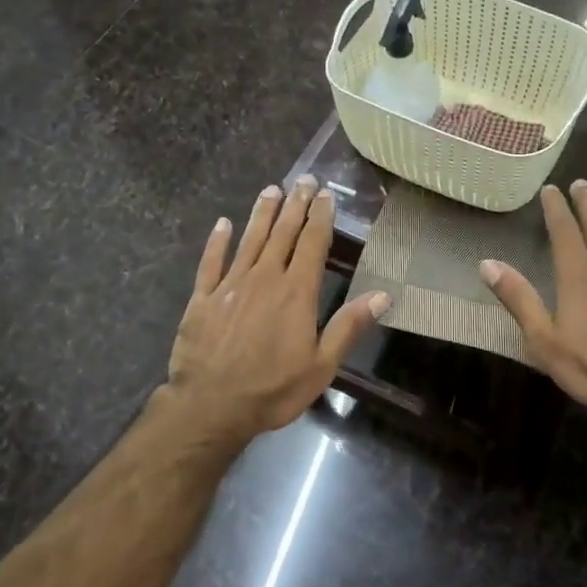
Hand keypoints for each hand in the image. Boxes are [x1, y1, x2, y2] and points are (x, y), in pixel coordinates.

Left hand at [165, 175, 387, 444]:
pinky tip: (223, 224)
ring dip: (262, 213)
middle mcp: (263, 278)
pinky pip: (211, 261)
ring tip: (271, 190)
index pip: (312, 244)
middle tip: (302, 179)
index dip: (320, 217)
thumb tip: (384, 295)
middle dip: (294, 205)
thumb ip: (349, 326)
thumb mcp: (321, 365)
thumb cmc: (273, 389)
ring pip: (249, 239)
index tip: (325, 195)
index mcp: (296, 292)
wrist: (211, 406)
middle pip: (282, 233)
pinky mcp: (202, 298)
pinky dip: (217, 241)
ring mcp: (230, 285)